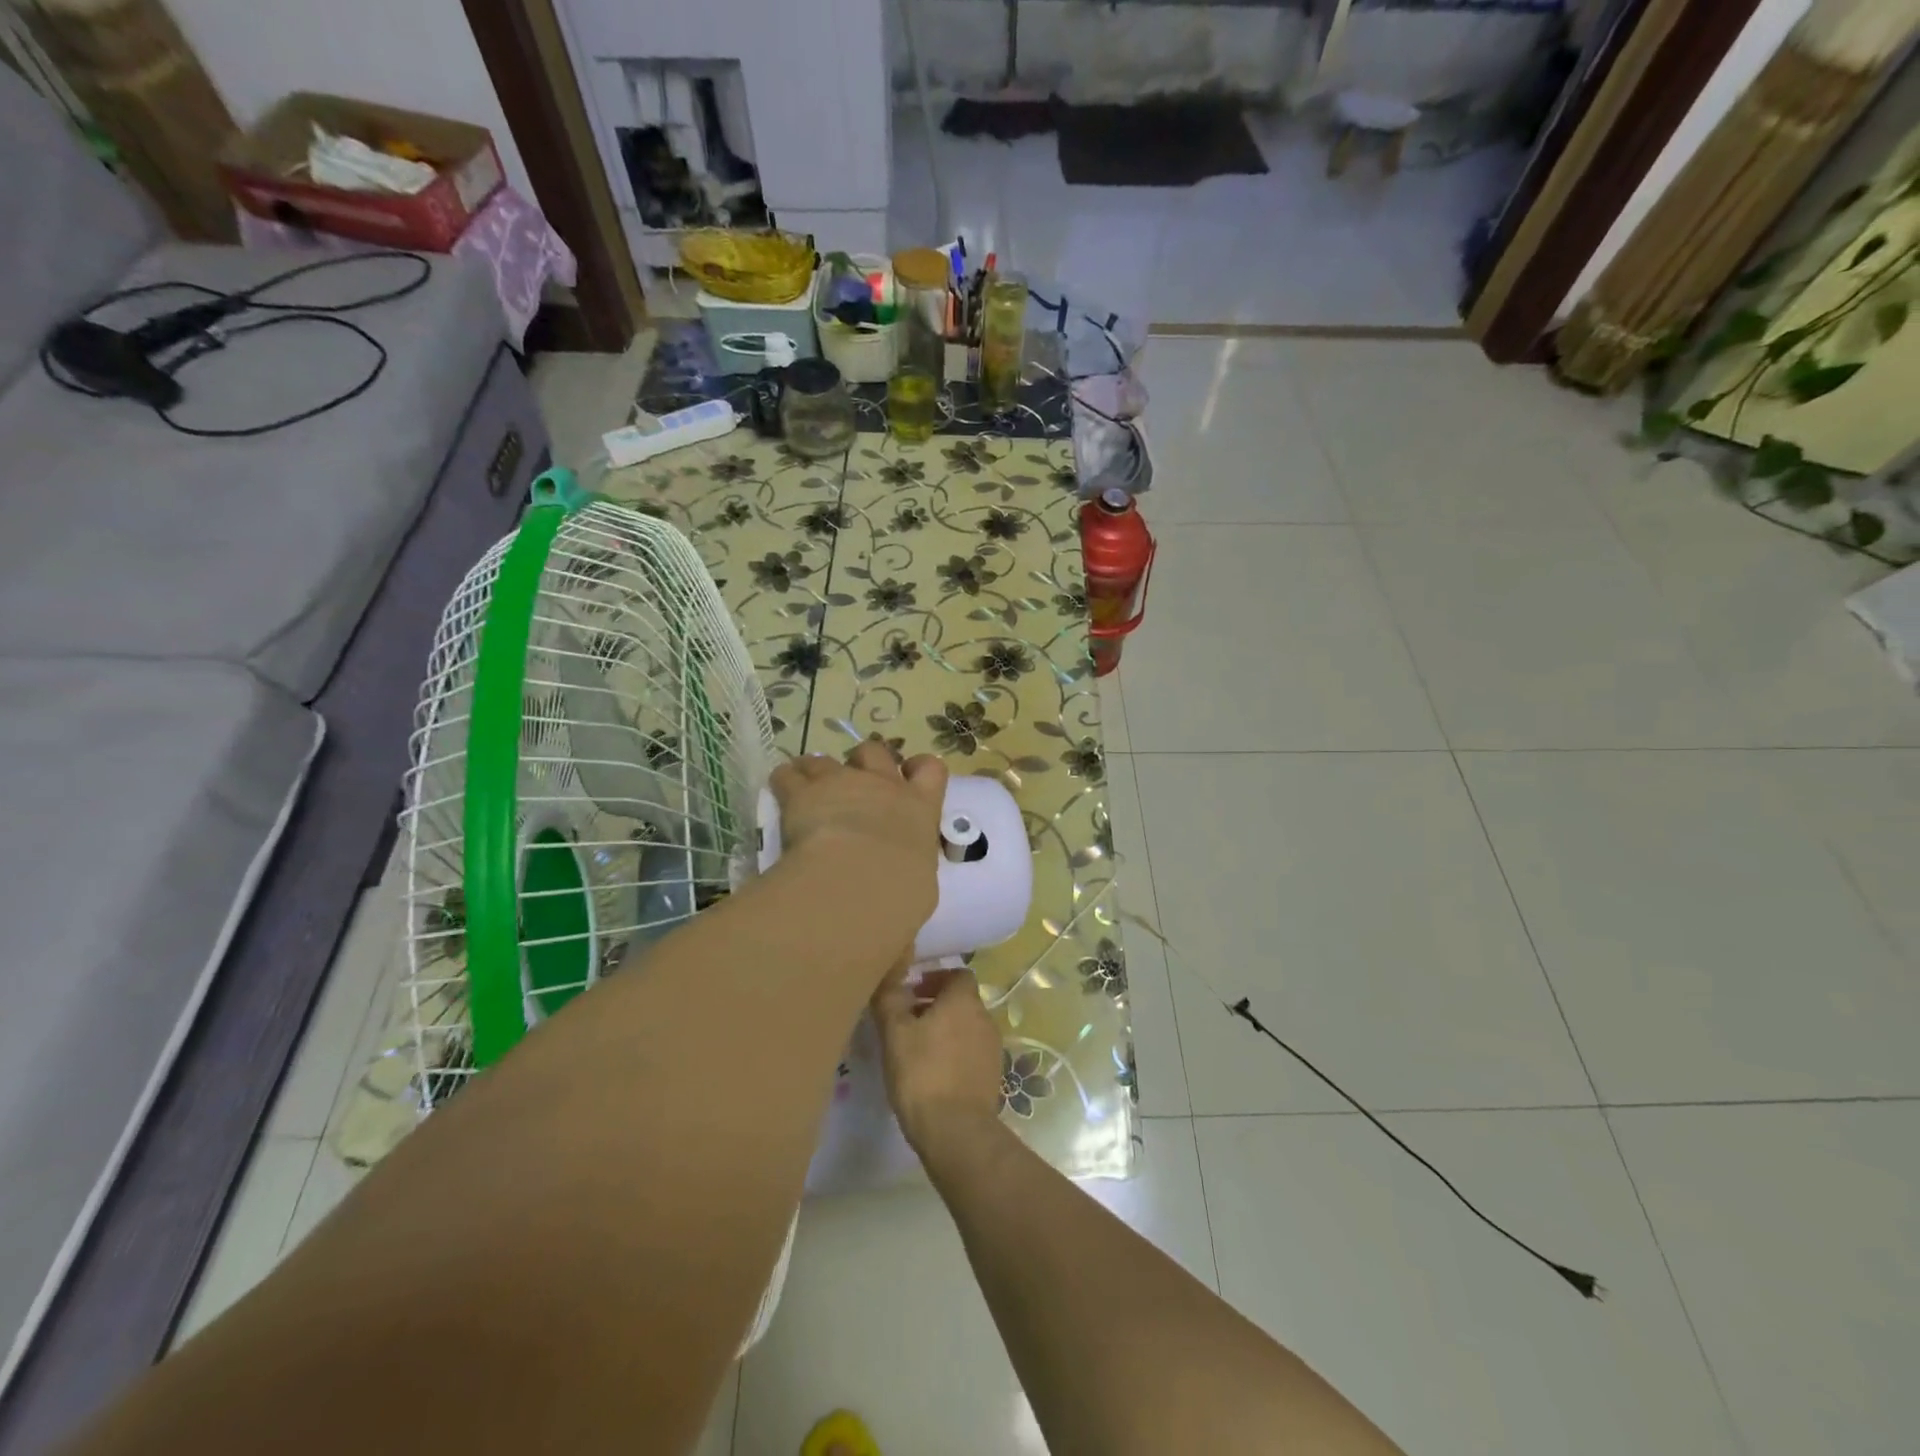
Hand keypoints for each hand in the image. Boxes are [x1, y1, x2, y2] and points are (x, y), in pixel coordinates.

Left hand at [768, 738, 947, 944]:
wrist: (861, 880)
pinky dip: (785, 780)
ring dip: (819, 770)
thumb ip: (904, 917)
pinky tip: (780, 793)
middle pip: (876, 752)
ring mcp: (843, 783)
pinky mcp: (805, 791)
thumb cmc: (901, 897)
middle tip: (853, 783)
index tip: (909, 776)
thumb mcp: (914, 904)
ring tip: (809, 788)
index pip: (932, 771)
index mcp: (920, 812)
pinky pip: (790, 774)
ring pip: (828, 759)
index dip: (920, 768)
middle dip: (865, 761)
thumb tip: (897, 963)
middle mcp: (884, 788)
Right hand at [870, 967, 1004, 1154]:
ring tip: (916, 1049)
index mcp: (964, 1000)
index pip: (957, 974)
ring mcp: (993, 1048)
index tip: (912, 993)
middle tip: (907, 1021)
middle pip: (961, 1001)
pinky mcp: (993, 1075)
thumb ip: (890, 999)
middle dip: (936, 1005)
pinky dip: (954, 1054)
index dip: (935, 978)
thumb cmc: (922, 1072)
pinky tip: (933, 1074)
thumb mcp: (894, 1032)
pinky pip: (971, 1053)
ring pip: (966, 1027)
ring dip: (945, 1030)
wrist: (956, 1131)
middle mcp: (985, 1017)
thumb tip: (890, 977)